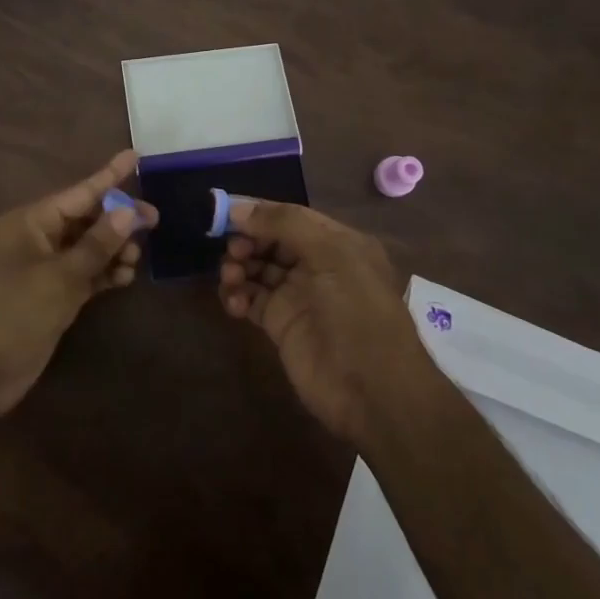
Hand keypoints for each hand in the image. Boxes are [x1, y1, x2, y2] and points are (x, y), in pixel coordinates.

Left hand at [0, 150, 157, 422]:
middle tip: (154, 220)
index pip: (78, 193)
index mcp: (29, 222)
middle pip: (84, 220)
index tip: (135, 156)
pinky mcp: (48, 298)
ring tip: (137, 257)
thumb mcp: (59, 276)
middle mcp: (35, 240)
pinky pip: (82, 275)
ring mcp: (42, 270)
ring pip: (86, 249)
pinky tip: (125, 277)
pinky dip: (103, 274)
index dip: (109, 176)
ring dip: (112, 250)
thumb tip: (128, 212)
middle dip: (117, 219)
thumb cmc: (12, 312)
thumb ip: (97, 245)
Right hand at [218, 198, 428, 441]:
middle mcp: (317, 265)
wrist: (372, 391)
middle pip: (270, 241)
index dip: (259, 212)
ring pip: (257, 268)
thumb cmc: (357, 311)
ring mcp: (298, 296)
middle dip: (247, 240)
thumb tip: (238, 208)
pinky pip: (250, 300)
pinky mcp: (280, 325)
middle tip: (234, 251)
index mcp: (337, 242)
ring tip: (231, 277)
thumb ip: (285, 224)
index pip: (291, 217)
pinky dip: (237, 296)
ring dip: (238, 267)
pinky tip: (234, 302)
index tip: (226, 213)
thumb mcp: (331, 254)